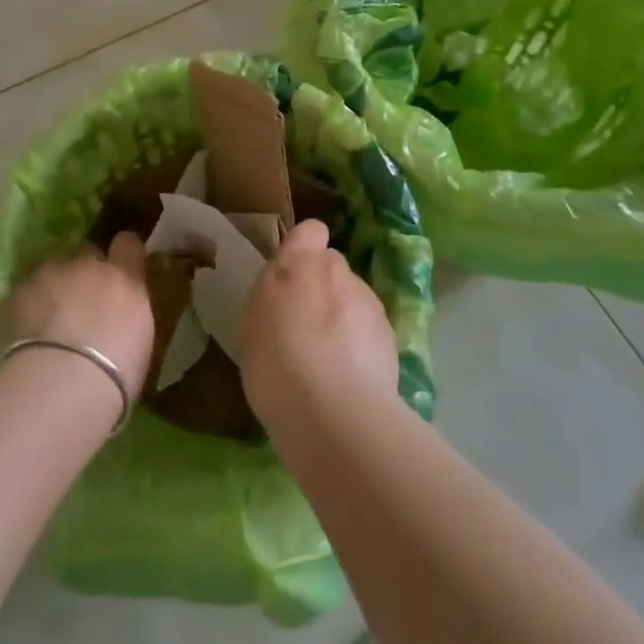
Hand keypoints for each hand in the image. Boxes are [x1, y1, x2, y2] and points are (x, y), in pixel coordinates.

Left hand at [3, 233, 154, 397]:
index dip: (122, 252)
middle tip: (81, 302)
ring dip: (54, 286)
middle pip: (87, 252)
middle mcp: (90, 266)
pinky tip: (25, 331)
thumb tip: (119, 315)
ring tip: (49, 318)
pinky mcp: (20, 290)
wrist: (65, 383)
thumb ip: (128, 315)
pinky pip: (26, 290)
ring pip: (53, 268)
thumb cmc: (115, 374)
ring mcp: (52, 273)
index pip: (128, 244)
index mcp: (125, 279)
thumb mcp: (139, 341)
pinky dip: (27, 304)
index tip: (120, 266)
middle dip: (85, 271)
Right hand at [242, 219, 397, 432]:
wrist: (335, 413)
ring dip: (343, 316)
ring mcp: (369, 303)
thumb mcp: (253, 321)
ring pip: (353, 298)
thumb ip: (273, 290)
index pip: (310, 230)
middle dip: (322, 286)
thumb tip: (288, 281)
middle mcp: (339, 272)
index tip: (291, 274)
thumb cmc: (277, 362)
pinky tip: (348, 378)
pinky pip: (370, 331)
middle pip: (333, 267)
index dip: (303, 247)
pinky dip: (361, 346)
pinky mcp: (390, 337)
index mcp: (300, 262)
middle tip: (304, 324)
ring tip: (327, 359)